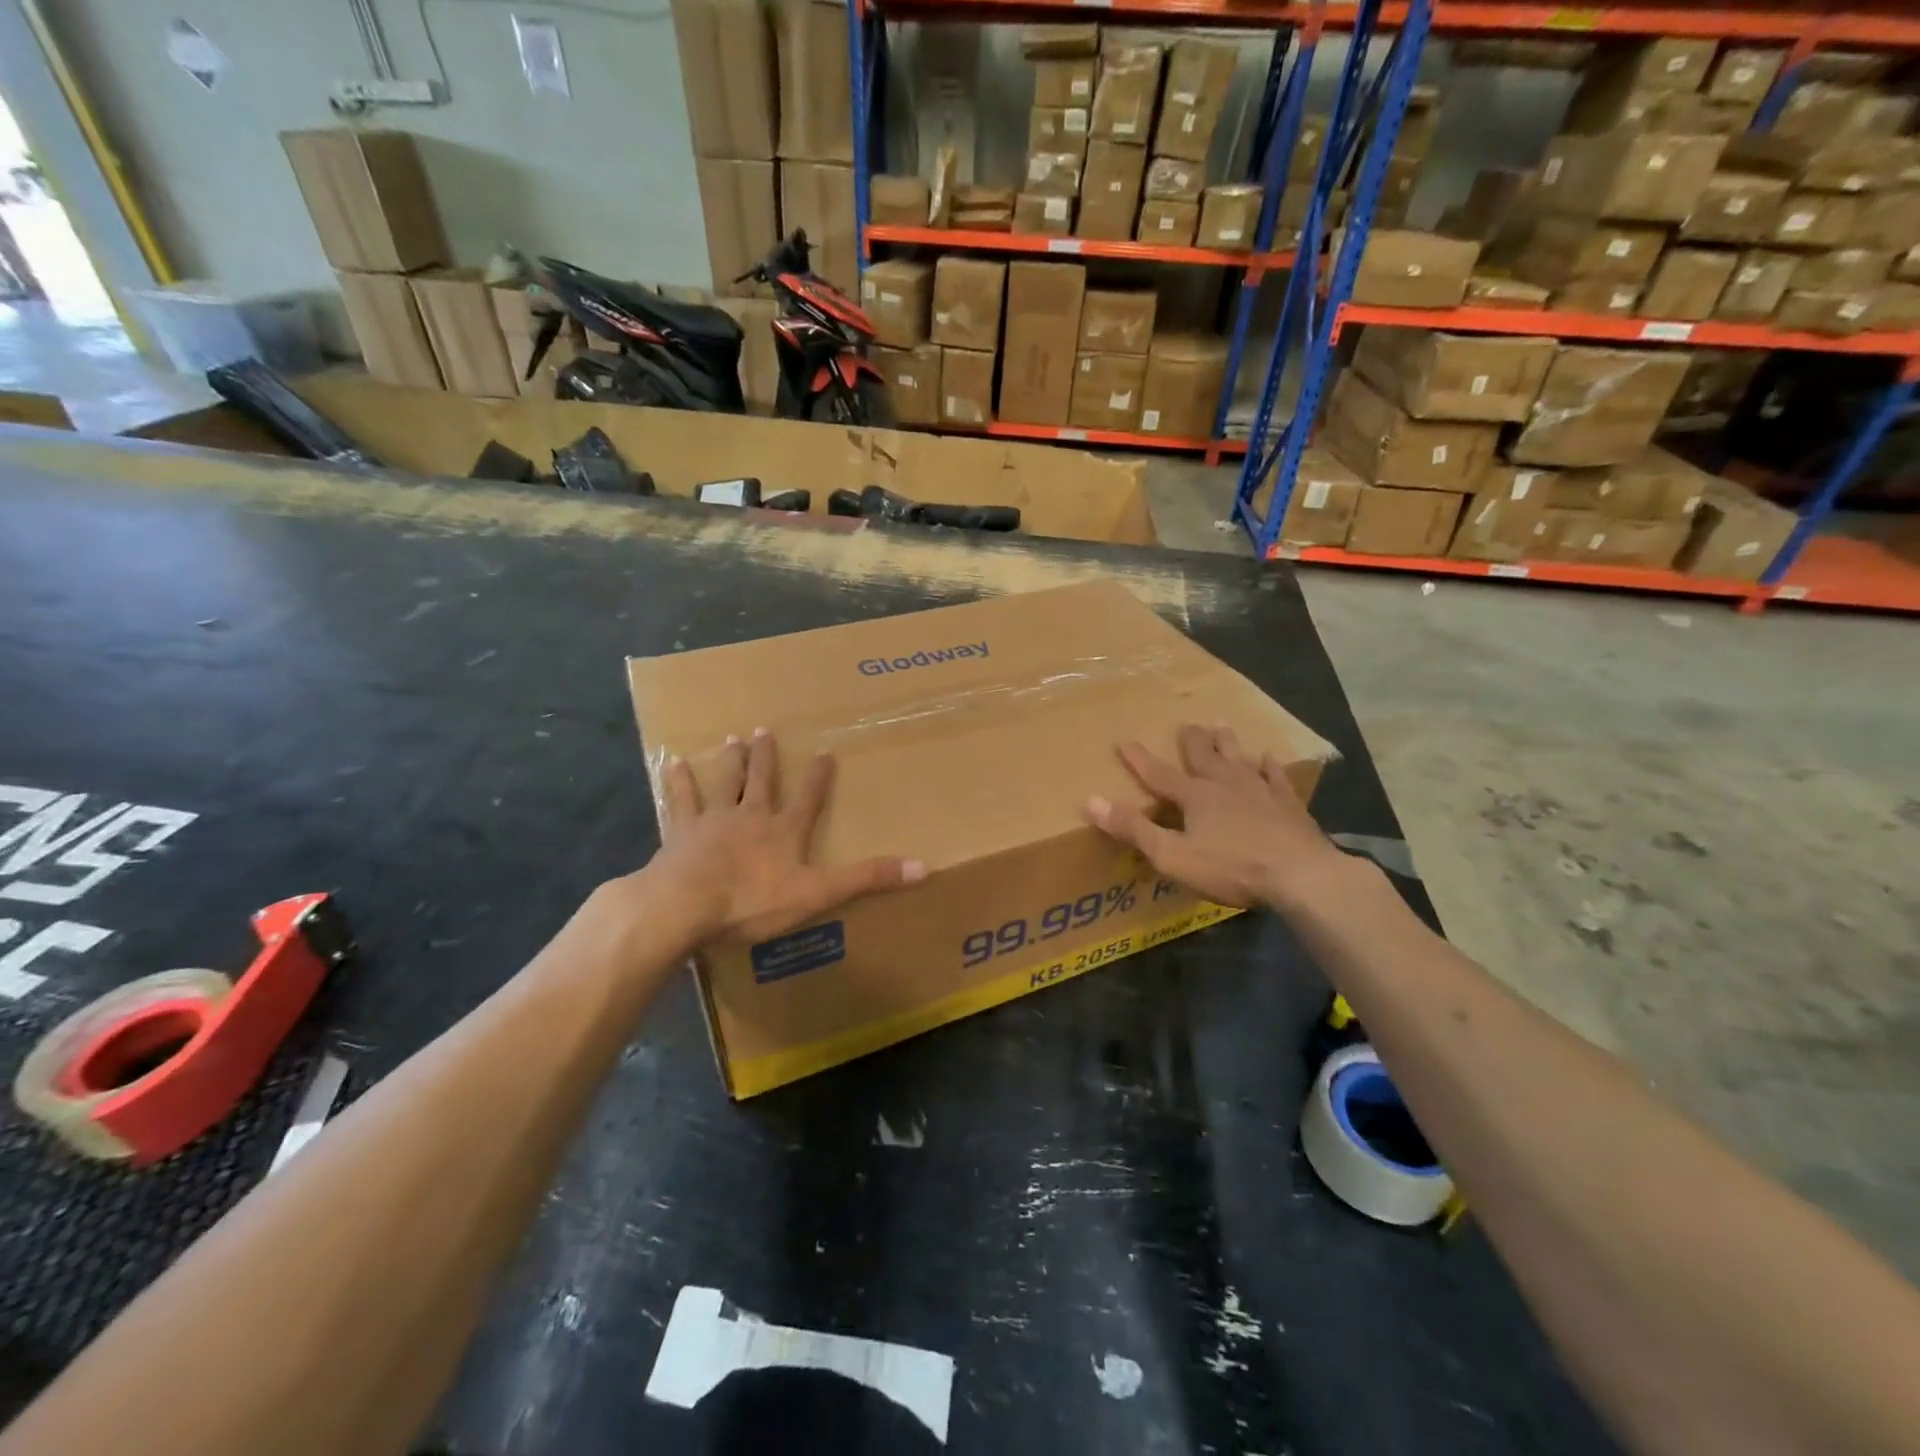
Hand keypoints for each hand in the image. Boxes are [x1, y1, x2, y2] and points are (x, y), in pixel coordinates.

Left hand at [648, 728, 924, 943]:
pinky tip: (673, 763)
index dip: (818, 777)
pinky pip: (682, 801)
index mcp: (784, 832)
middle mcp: (751, 816)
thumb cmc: (753, 901)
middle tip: (765, 731)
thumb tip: (923, 867)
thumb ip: (866, 879)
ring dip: (730, 761)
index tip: (825, 751)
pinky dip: (679, 782)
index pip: (808, 799)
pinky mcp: (681, 833)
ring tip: (732, 738)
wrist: (685, 904)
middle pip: (761, 781)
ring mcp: (713, 821)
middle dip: (767, 758)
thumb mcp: (818, 894)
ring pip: (725, 784)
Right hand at [1084, 724, 1351, 911]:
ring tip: (1221, 727)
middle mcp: (1225, 785)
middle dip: (1191, 741)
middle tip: (1186, 724)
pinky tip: (1268, 758)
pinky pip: (1276, 777)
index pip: (1159, 775)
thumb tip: (1091, 801)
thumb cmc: (1231, 868)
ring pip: (1239, 759)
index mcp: (1195, 797)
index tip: (1125, 741)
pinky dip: (1269, 766)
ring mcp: (1260, 791)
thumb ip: (1133, 829)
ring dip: (1227, 744)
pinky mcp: (1289, 805)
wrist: (1300, 875)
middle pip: (1204, 757)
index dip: (1140, 760)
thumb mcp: (1172, 855)